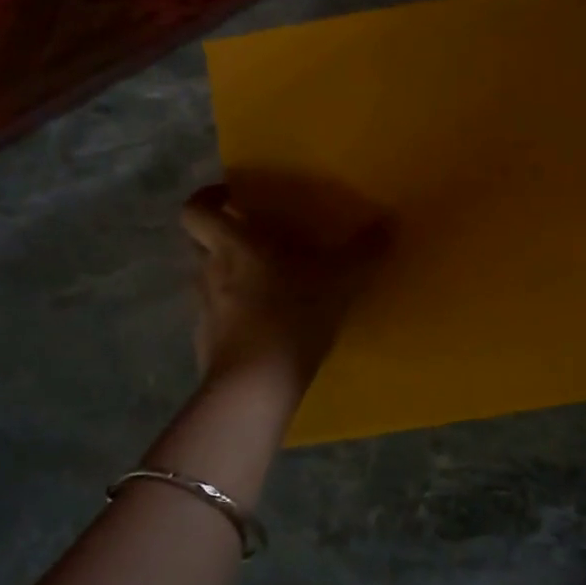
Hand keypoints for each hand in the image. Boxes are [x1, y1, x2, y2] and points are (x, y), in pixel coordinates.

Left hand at [179, 183, 381, 401]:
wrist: (254, 386)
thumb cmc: (291, 317)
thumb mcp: (339, 281)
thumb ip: (364, 251)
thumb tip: (389, 222)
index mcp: (233, 244)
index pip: (196, 209)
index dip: (207, 198)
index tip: (230, 197)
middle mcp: (209, 270)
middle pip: (200, 242)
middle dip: (222, 236)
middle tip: (257, 240)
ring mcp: (204, 309)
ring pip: (210, 279)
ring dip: (231, 277)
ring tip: (269, 286)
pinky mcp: (206, 342)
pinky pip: (218, 317)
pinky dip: (235, 315)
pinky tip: (265, 327)